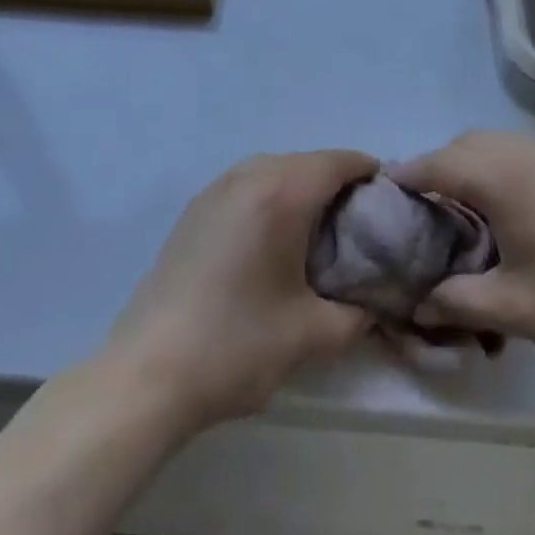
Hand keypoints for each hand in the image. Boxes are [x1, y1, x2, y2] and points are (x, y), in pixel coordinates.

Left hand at [102, 150, 377, 431]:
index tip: (388, 206)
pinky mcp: (195, 208)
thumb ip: (356, 316)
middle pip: (308, 162)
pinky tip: (271, 243)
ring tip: (316, 237)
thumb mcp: (310, 336)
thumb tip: (375, 306)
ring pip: (276, 170)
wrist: (146, 373)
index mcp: (282, 192)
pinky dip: (271, 198)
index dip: (370, 175)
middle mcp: (250, 175)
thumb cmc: (235, 345)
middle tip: (357, 229)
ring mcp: (217, 188)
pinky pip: (248, 185)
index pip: (339, 162)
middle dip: (338, 186)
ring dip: (302, 190)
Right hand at [392, 131, 534, 379]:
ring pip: (493, 144)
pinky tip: (508, 210)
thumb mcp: (514, 309)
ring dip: (469, 166)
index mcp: (502, 175)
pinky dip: (498, 167)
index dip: (405, 179)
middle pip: (463, 146)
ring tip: (462, 212)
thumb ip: (457, 300)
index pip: (436, 165)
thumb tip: (418, 303)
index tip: (382, 199)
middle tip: (423, 215)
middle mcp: (524, 150)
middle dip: (436, 170)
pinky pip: (520, 151)